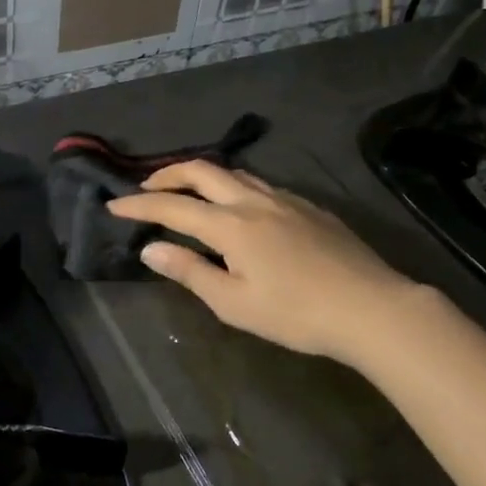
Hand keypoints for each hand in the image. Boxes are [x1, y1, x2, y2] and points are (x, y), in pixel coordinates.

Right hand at [107, 161, 414, 365]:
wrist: (371, 308)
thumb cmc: (296, 314)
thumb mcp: (234, 303)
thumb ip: (190, 271)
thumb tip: (150, 249)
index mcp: (231, 225)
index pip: (173, 206)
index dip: (140, 205)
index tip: (113, 205)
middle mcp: (255, 201)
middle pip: (203, 171)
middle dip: (168, 174)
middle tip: (146, 187)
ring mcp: (286, 199)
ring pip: (235, 173)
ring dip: (203, 176)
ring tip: (187, 191)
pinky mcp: (309, 207)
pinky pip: (261, 184)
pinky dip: (235, 186)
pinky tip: (239, 207)